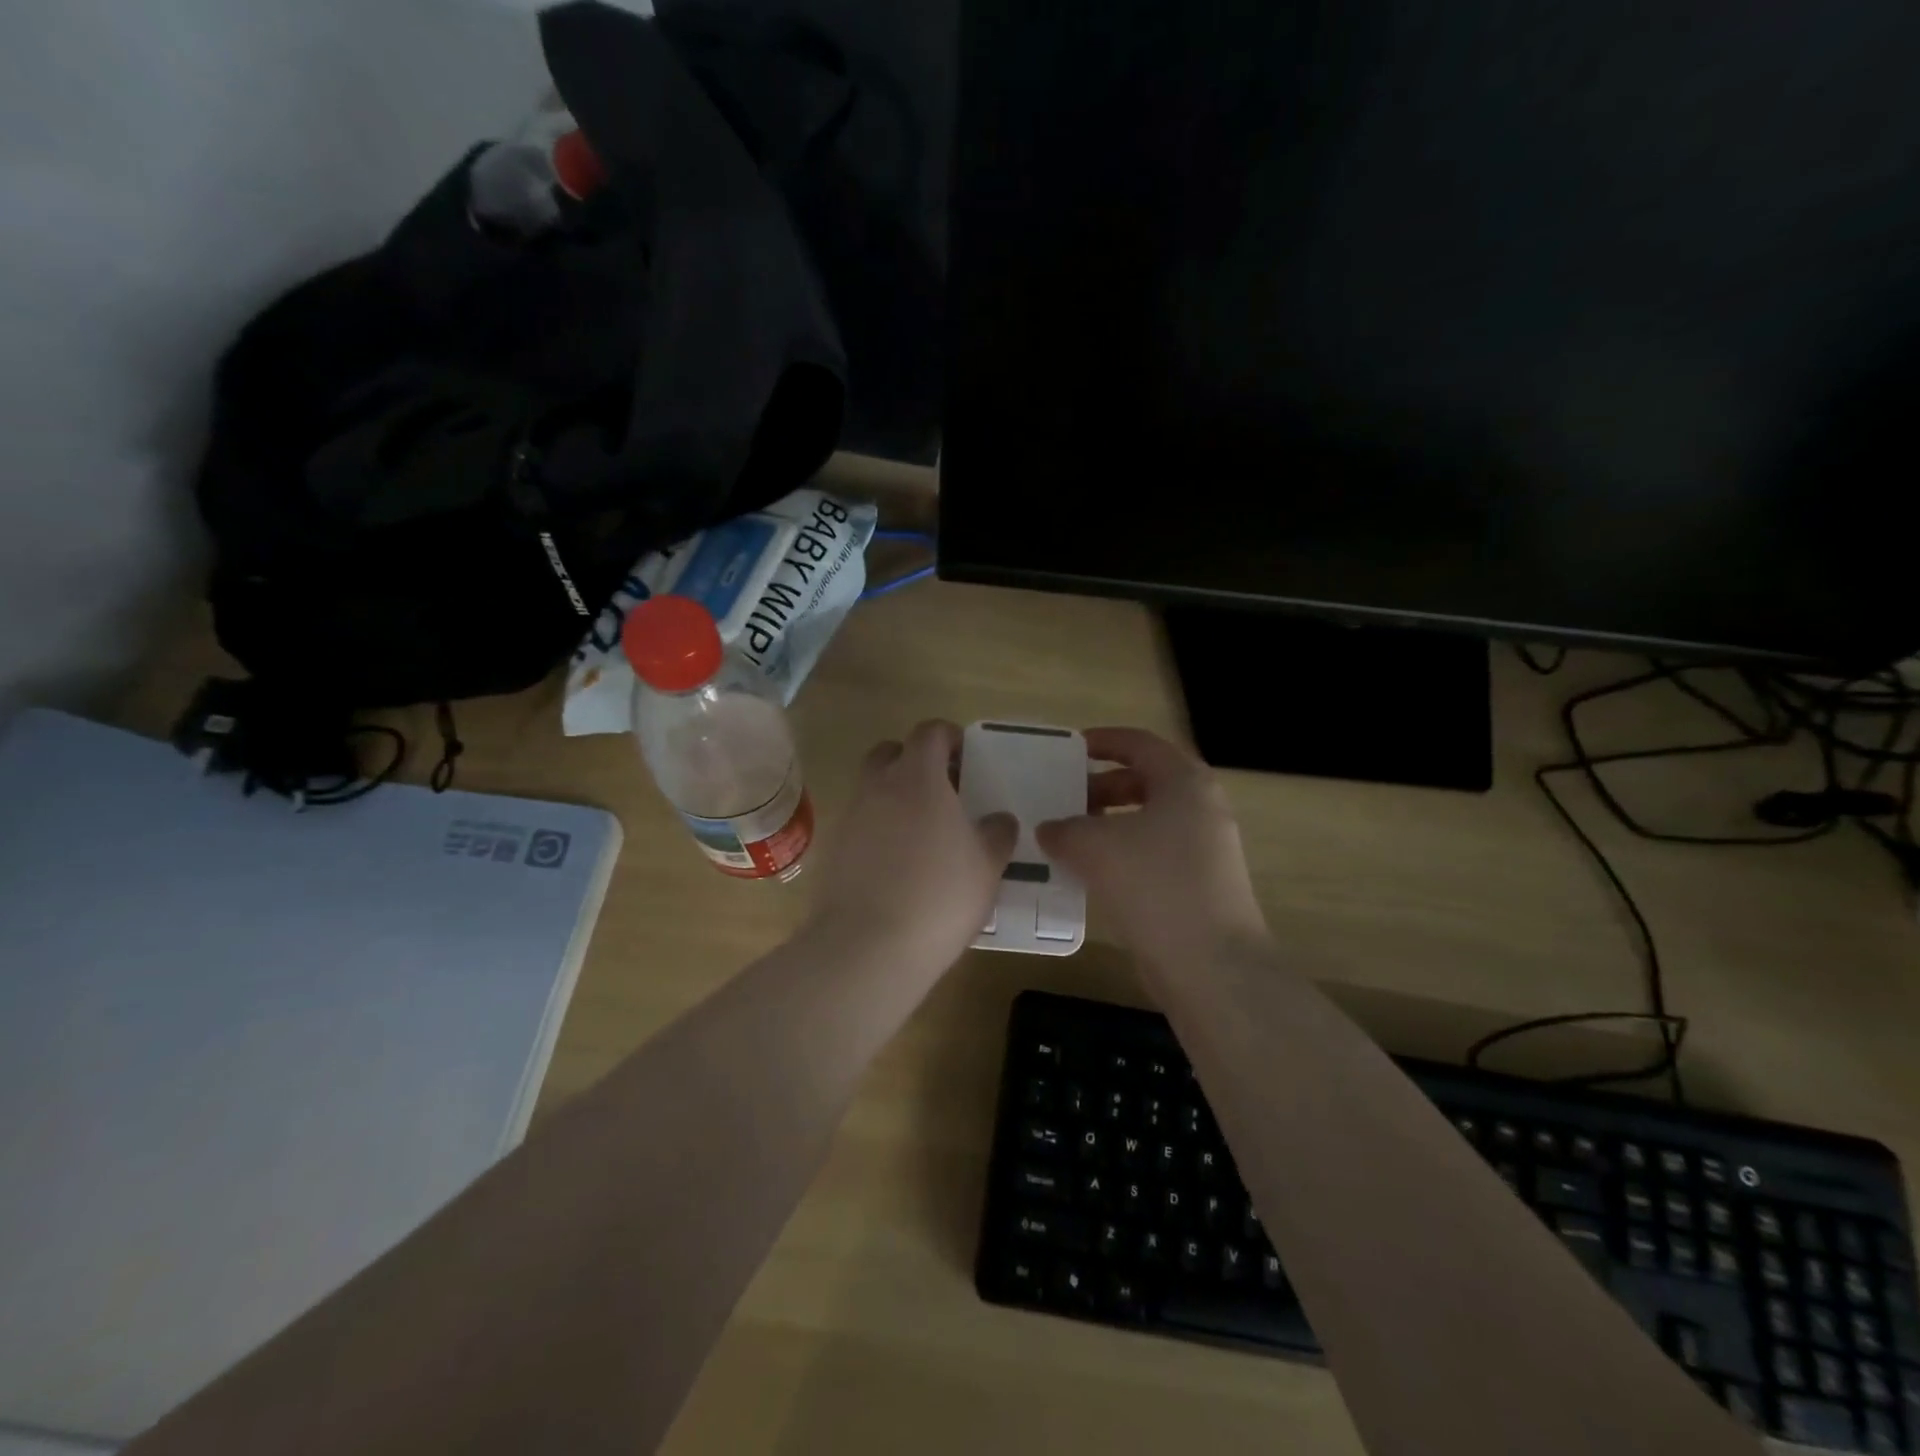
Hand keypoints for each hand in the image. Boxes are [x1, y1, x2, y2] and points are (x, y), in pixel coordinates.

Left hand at [809, 720, 1016, 975]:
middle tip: (942, 790)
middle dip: (916, 761)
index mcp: (918, 778)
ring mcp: (850, 817)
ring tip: (922, 831)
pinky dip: (877, 829)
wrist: (868, 947)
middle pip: (891, 753)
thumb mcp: (987, 866)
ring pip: (872, 788)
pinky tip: (896, 863)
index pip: (930, 732)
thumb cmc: (939, 896)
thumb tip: (999, 819)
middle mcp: (878, 786)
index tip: (966, 755)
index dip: (949, 736)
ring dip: (894, 796)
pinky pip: (859, 823)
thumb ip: (997, 833)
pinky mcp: (832, 849)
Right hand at [1037, 728, 1268, 973]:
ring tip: (1071, 838)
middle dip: (1102, 787)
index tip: (1070, 749)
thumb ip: (1065, 829)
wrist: (1211, 964)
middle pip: (1146, 781)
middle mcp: (1202, 807)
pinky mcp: (1202, 884)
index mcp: (1184, 782)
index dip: (1103, 741)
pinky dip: (1123, 854)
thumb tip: (1050, 829)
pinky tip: (1093, 874)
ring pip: (1149, 821)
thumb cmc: (1154, 884)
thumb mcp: (1094, 846)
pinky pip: (1155, 853)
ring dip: (1109, 824)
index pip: (1140, 743)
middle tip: (1065, 798)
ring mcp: (1207, 849)